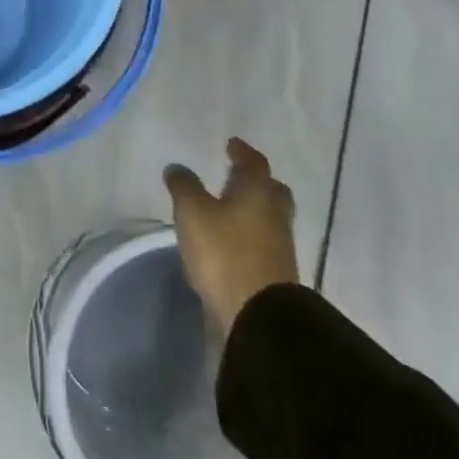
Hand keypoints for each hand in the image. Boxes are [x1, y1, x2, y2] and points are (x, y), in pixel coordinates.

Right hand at [164, 137, 299, 340]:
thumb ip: (184, 186)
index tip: (232, 144)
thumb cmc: (224, 251)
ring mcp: (279, 243)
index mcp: (258, 190)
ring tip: (228, 205)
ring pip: (268, 214)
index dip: (242, 152)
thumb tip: (178, 167)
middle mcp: (274, 212)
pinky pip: (263, 238)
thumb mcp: (192, 212)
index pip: (254, 162)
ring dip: (252, 206)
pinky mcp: (276, 269)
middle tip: (235, 174)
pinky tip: (231, 236)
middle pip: (270, 188)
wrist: (258, 314)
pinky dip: (250, 230)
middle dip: (254, 180)